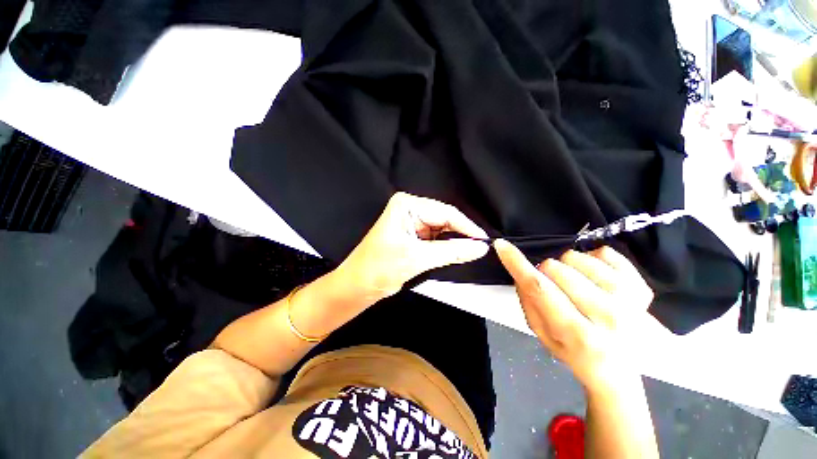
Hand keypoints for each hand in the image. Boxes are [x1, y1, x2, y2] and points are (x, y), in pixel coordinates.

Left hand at [336, 192, 488, 300]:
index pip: (445, 212)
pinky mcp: (413, 235)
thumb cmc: (378, 268)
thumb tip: (479, 247)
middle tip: (479, 249)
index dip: (466, 227)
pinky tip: (456, 253)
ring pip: (442, 230)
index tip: (483, 241)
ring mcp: (412, 222)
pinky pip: (436, 238)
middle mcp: (410, 209)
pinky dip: (446, 247)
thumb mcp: (417, 258)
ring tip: (470, 252)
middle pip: (445, 219)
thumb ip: (451, 251)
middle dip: (461, 234)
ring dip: (454, 241)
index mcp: (406, 205)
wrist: (358, 286)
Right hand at [494, 241, 653, 391]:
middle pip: (556, 268)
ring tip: (576, 286)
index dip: (518, 264)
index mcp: (578, 334)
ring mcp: (631, 299)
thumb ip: (527, 301)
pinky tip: (594, 279)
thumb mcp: (540, 334)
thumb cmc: (572, 352)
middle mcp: (609, 316)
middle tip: (554, 288)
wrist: (617, 370)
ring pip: (577, 257)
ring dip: (567, 267)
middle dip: (546, 273)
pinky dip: (591, 260)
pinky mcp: (642, 287)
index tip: (502, 245)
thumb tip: (520, 270)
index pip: (541, 289)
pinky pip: (605, 252)